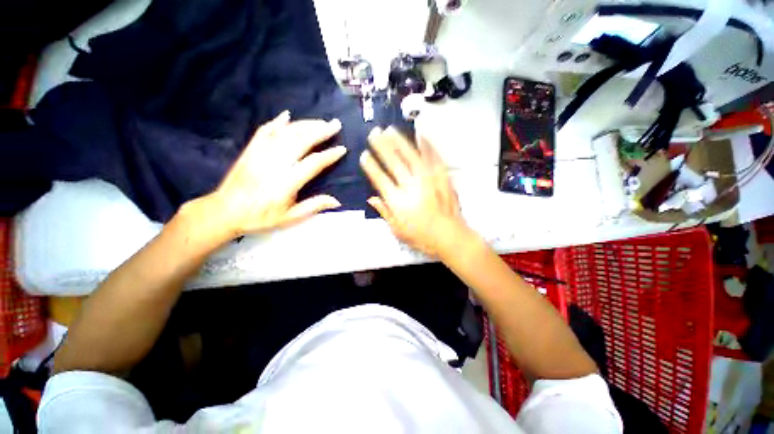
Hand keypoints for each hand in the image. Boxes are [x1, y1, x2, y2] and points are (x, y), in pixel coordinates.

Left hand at [208, 111, 345, 236]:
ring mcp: (260, 154)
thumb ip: (313, 206)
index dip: (329, 155)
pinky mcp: (250, 150)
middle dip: (320, 131)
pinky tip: (287, 115)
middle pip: (301, 141)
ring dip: (305, 125)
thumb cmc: (260, 217)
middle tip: (335, 124)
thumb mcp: (289, 218)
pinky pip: (264, 131)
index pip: (313, 163)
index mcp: (286, 182)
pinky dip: (276, 122)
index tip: (342, 149)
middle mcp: (275, 164)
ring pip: (286, 133)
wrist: (224, 211)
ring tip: (320, 121)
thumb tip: (337, 201)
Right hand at [360, 127, 468, 257]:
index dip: (370, 166)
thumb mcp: (397, 230)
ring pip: (411, 155)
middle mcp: (411, 186)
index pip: (380, 178)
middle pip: (393, 162)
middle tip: (374, 133)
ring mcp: (428, 179)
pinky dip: (426, 144)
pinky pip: (433, 157)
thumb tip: (371, 198)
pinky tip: (420, 134)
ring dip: (399, 141)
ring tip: (390, 129)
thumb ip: (384, 212)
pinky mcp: (442, 177)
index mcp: (398, 201)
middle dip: (381, 146)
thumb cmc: (421, 237)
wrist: (450, 236)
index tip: (364, 155)